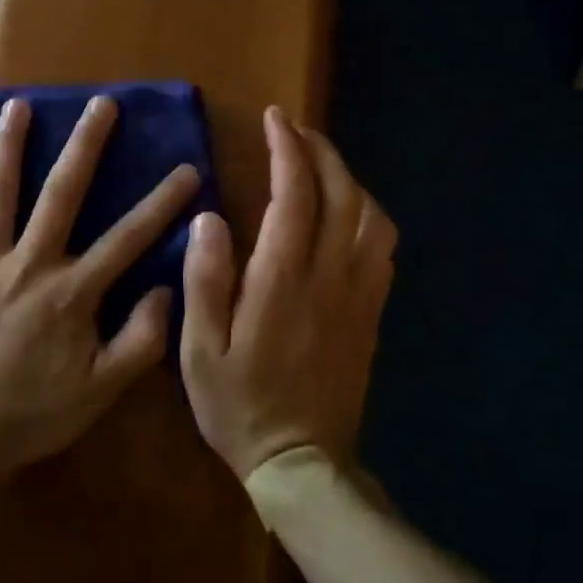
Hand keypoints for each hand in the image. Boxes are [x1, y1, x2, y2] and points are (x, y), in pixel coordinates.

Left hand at [0, 95, 201, 491]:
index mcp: (71, 291)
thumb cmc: (30, 414)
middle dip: (86, 144)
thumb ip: (141, 340)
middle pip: (62, 192)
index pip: (128, 237)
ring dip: (9, 145)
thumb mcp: (100, 391)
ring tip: (18, 105)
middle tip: (101, 104)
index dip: (163, 202)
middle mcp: (28, 262)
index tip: (187, 169)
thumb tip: (165, 289)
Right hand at [181, 106, 396, 481]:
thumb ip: (205, 280)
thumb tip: (210, 217)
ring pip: (370, 216)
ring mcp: (359, 294)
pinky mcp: (371, 312)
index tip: (275, 119)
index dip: (287, 150)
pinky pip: (382, 247)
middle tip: (295, 128)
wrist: (302, 463)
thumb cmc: (240, 404)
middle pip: (341, 195)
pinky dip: (367, 212)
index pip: (295, 196)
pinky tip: (348, 210)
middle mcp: (329, 277)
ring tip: (319, 162)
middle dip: (321, 151)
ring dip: (348, 178)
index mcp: (283, 281)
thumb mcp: (200, 350)